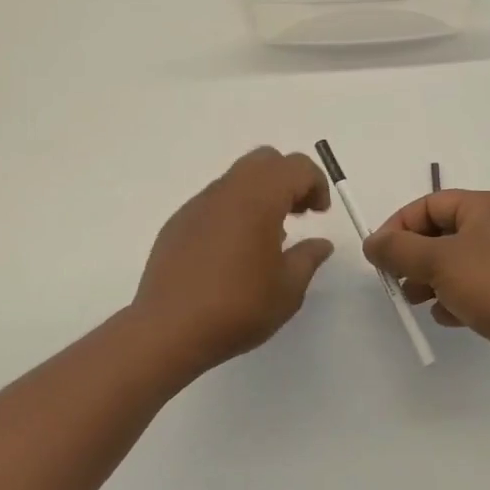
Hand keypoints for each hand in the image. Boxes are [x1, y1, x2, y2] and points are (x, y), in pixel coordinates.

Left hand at [130, 147, 335, 373]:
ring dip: (260, 194)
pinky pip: (214, 201)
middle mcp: (227, 191)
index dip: (316, 183)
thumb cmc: (237, 307)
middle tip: (298, 214)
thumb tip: (320, 243)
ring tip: (267, 237)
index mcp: (258, 198)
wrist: (169, 329)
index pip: (295, 166)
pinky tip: (233, 252)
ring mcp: (198, 204)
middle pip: (264, 160)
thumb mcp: (288, 289)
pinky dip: (234, 210)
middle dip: (288, 179)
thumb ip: (308, 258)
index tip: (320, 214)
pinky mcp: (178, 222)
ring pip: (237, 178)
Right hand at [364, 191, 489, 389]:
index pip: (428, 205)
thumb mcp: (439, 261)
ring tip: (414, 299)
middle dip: (412, 256)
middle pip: (438, 234)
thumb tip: (371, 243)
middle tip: (395, 278)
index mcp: (483, 207)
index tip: (378, 254)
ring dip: (428, 280)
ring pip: (451, 264)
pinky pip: (469, 289)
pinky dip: (451, 299)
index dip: (399, 226)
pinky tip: (446, 316)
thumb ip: (398, 249)